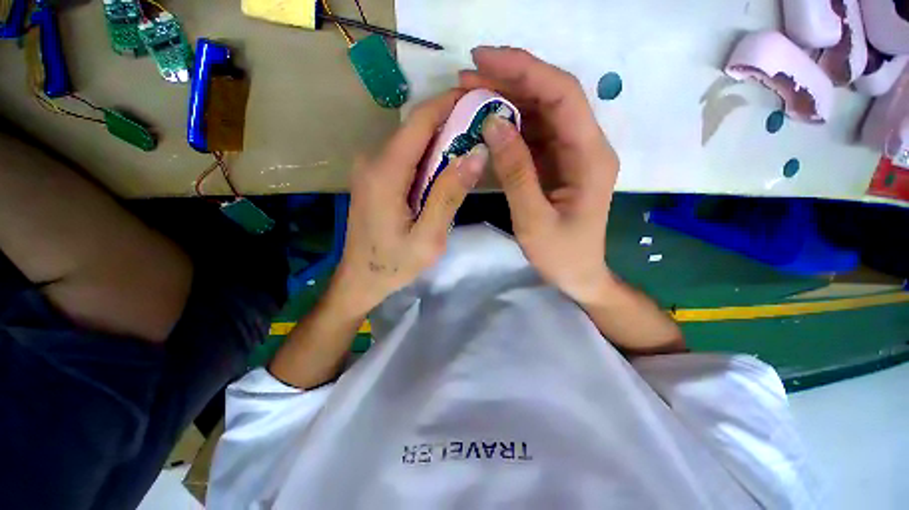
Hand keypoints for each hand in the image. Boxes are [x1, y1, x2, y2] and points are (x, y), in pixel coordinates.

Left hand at [330, 89, 488, 315]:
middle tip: (484, 127)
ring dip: (442, 141)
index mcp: (385, 171)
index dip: (450, 103)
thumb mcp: (429, 237)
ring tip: (472, 148)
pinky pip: (405, 157)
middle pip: (416, 129)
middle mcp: (373, 160)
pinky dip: (429, 157)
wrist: (360, 280)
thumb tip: (477, 154)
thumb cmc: (394, 264)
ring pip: (412, 142)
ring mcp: (370, 168)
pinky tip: (446, 170)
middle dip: (451, 122)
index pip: (420, 121)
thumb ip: (449, 194)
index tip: (480, 98)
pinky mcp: (374, 177)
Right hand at [460, 47, 619, 303]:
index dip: (525, 69)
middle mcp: (585, 146)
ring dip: (507, 99)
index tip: (484, 59)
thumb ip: (515, 172)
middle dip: (511, 79)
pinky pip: (533, 135)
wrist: (578, 275)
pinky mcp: (557, 164)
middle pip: (552, 96)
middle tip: (468, 75)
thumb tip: (493, 123)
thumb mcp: (533, 220)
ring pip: (541, 113)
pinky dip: (509, 125)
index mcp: (590, 157)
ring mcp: (570, 154)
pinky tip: (486, 123)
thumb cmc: (561, 255)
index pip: (563, 95)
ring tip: (470, 93)